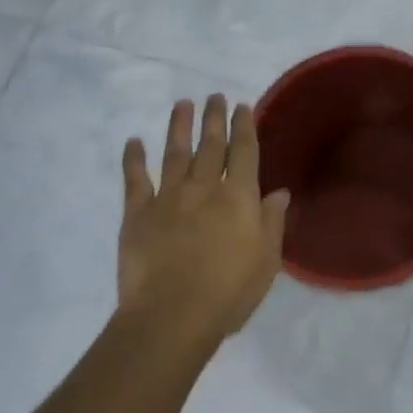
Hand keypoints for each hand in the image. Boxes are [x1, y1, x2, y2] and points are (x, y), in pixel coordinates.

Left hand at [118, 95, 290, 338]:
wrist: (171, 316)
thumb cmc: (228, 292)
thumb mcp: (266, 259)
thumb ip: (272, 221)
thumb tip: (279, 192)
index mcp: (238, 196)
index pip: (244, 151)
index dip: (244, 126)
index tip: (242, 106)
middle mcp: (204, 187)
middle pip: (211, 145)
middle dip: (214, 118)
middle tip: (214, 96)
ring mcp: (168, 197)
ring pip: (175, 153)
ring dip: (179, 127)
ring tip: (182, 104)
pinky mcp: (137, 214)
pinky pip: (135, 180)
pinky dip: (133, 159)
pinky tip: (134, 142)